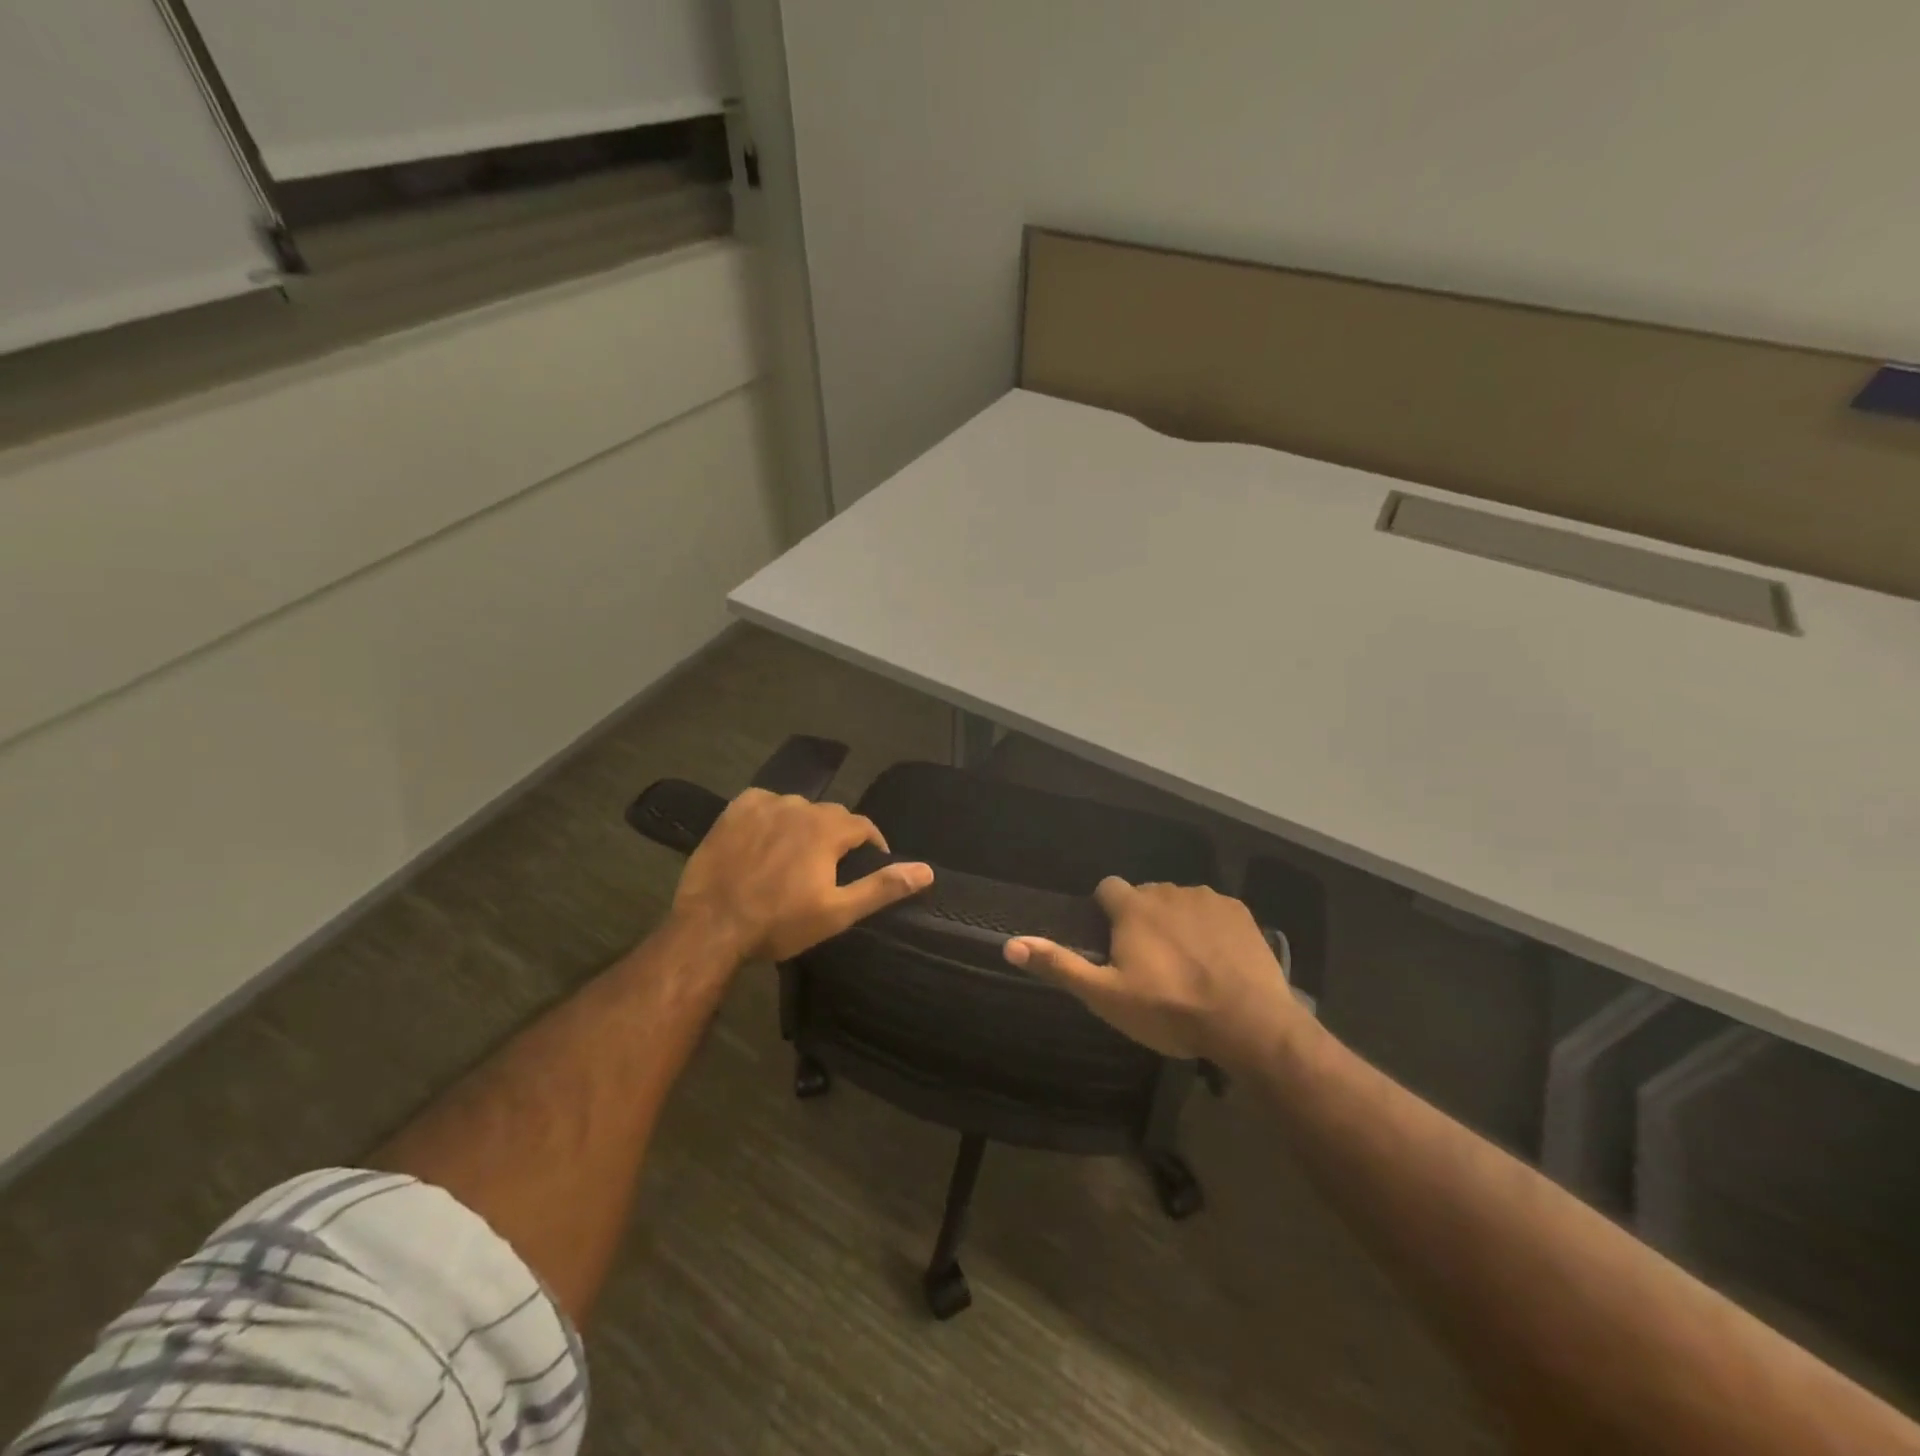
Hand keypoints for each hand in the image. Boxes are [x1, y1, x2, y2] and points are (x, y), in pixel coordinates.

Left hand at [672, 789, 932, 962]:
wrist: (712, 925)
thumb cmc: (780, 923)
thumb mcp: (838, 912)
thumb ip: (882, 887)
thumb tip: (927, 870)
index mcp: (828, 829)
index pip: (863, 826)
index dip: (871, 845)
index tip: (868, 865)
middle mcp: (800, 806)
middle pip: (831, 815)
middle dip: (837, 836)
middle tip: (828, 867)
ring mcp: (765, 805)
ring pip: (798, 808)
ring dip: (804, 825)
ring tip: (795, 855)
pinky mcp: (735, 810)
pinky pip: (764, 803)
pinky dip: (771, 816)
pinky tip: (764, 838)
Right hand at [1004, 879, 1305, 1067]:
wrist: (1248, 1023)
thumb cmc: (1169, 1010)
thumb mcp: (1106, 996)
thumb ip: (1060, 965)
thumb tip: (1009, 943)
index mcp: (1133, 907)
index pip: (1107, 888)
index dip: (1105, 911)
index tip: (1112, 941)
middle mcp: (1167, 891)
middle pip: (1145, 897)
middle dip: (1142, 920)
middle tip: (1150, 963)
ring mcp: (1207, 899)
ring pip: (1179, 902)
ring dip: (1176, 922)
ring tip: (1186, 965)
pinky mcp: (1240, 912)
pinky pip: (1213, 911)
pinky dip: (1210, 928)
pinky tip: (1217, 960)